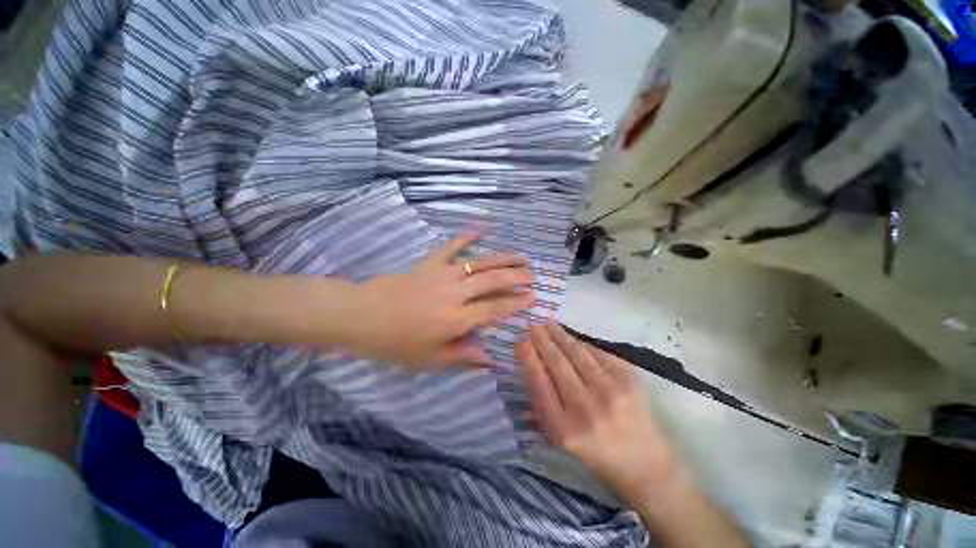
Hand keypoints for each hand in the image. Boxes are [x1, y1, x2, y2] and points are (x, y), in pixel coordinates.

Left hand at [347, 234, 535, 369]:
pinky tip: (481, 228)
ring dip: (503, 259)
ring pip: (480, 263)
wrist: (364, 316)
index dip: (517, 302)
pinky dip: (467, 236)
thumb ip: (464, 357)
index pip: (496, 308)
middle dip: (517, 277)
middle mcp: (456, 294)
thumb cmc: (397, 342)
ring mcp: (444, 274)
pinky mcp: (430, 263)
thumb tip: (492, 361)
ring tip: (521, 256)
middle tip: (533, 275)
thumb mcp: (430, 360)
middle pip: (494, 281)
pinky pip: (451, 246)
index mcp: (458, 319)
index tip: (533, 297)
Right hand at [518, 322, 683, 506]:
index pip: (540, 383)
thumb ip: (542, 402)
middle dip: (542, 340)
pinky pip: (596, 352)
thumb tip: (531, 362)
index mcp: (564, 429)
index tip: (520, 341)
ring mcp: (610, 391)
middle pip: (557, 363)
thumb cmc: (594, 451)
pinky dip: (580, 343)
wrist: (643, 461)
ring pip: (577, 353)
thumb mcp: (559, 436)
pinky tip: (570, 337)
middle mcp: (586, 409)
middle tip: (532, 325)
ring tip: (548, 323)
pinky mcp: (628, 379)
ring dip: (560, 335)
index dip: (528, 359)